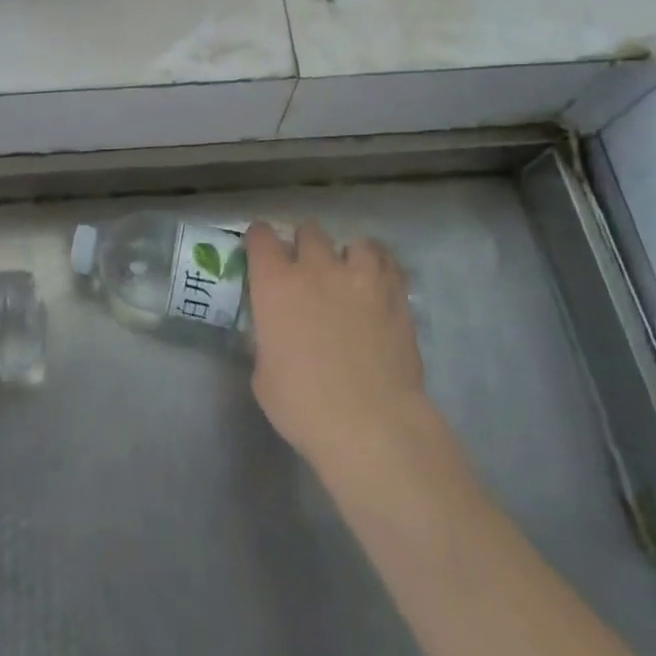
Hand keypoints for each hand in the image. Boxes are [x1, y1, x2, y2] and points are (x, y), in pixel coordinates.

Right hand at [245, 222, 435, 478]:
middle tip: (306, 269)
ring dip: (347, 255)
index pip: (262, 237)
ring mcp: (360, 278)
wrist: (371, 424)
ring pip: (355, 242)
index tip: (260, 250)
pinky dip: (380, 268)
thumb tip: (276, 333)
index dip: (259, 240)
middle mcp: (316, 269)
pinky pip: (388, 263)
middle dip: (305, 245)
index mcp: (275, 284)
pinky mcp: (396, 294)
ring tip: (349, 275)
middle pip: (309, 231)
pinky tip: (377, 285)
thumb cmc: (303, 405)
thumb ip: (267, 339)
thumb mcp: (263, 373)